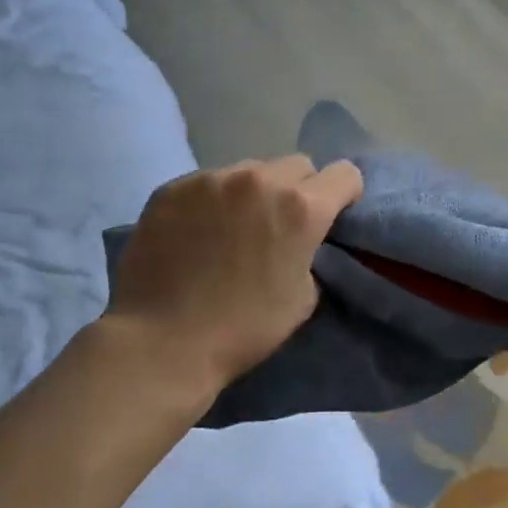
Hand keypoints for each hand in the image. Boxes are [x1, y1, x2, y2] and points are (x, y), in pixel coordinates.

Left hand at [107, 156, 363, 398]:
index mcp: (300, 208)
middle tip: (281, 225)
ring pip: (248, 171)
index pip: (344, 174)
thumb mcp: (301, 299)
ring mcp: (211, 179)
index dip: (344, 195)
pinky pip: (206, 183)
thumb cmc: (243, 328)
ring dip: (252, 193)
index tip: (332, 216)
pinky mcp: (172, 188)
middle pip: (297, 165)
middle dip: (298, 190)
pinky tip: (195, 233)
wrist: (163, 341)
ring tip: (232, 229)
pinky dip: (211, 201)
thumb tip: (296, 243)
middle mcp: (259, 180)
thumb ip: (308, 255)